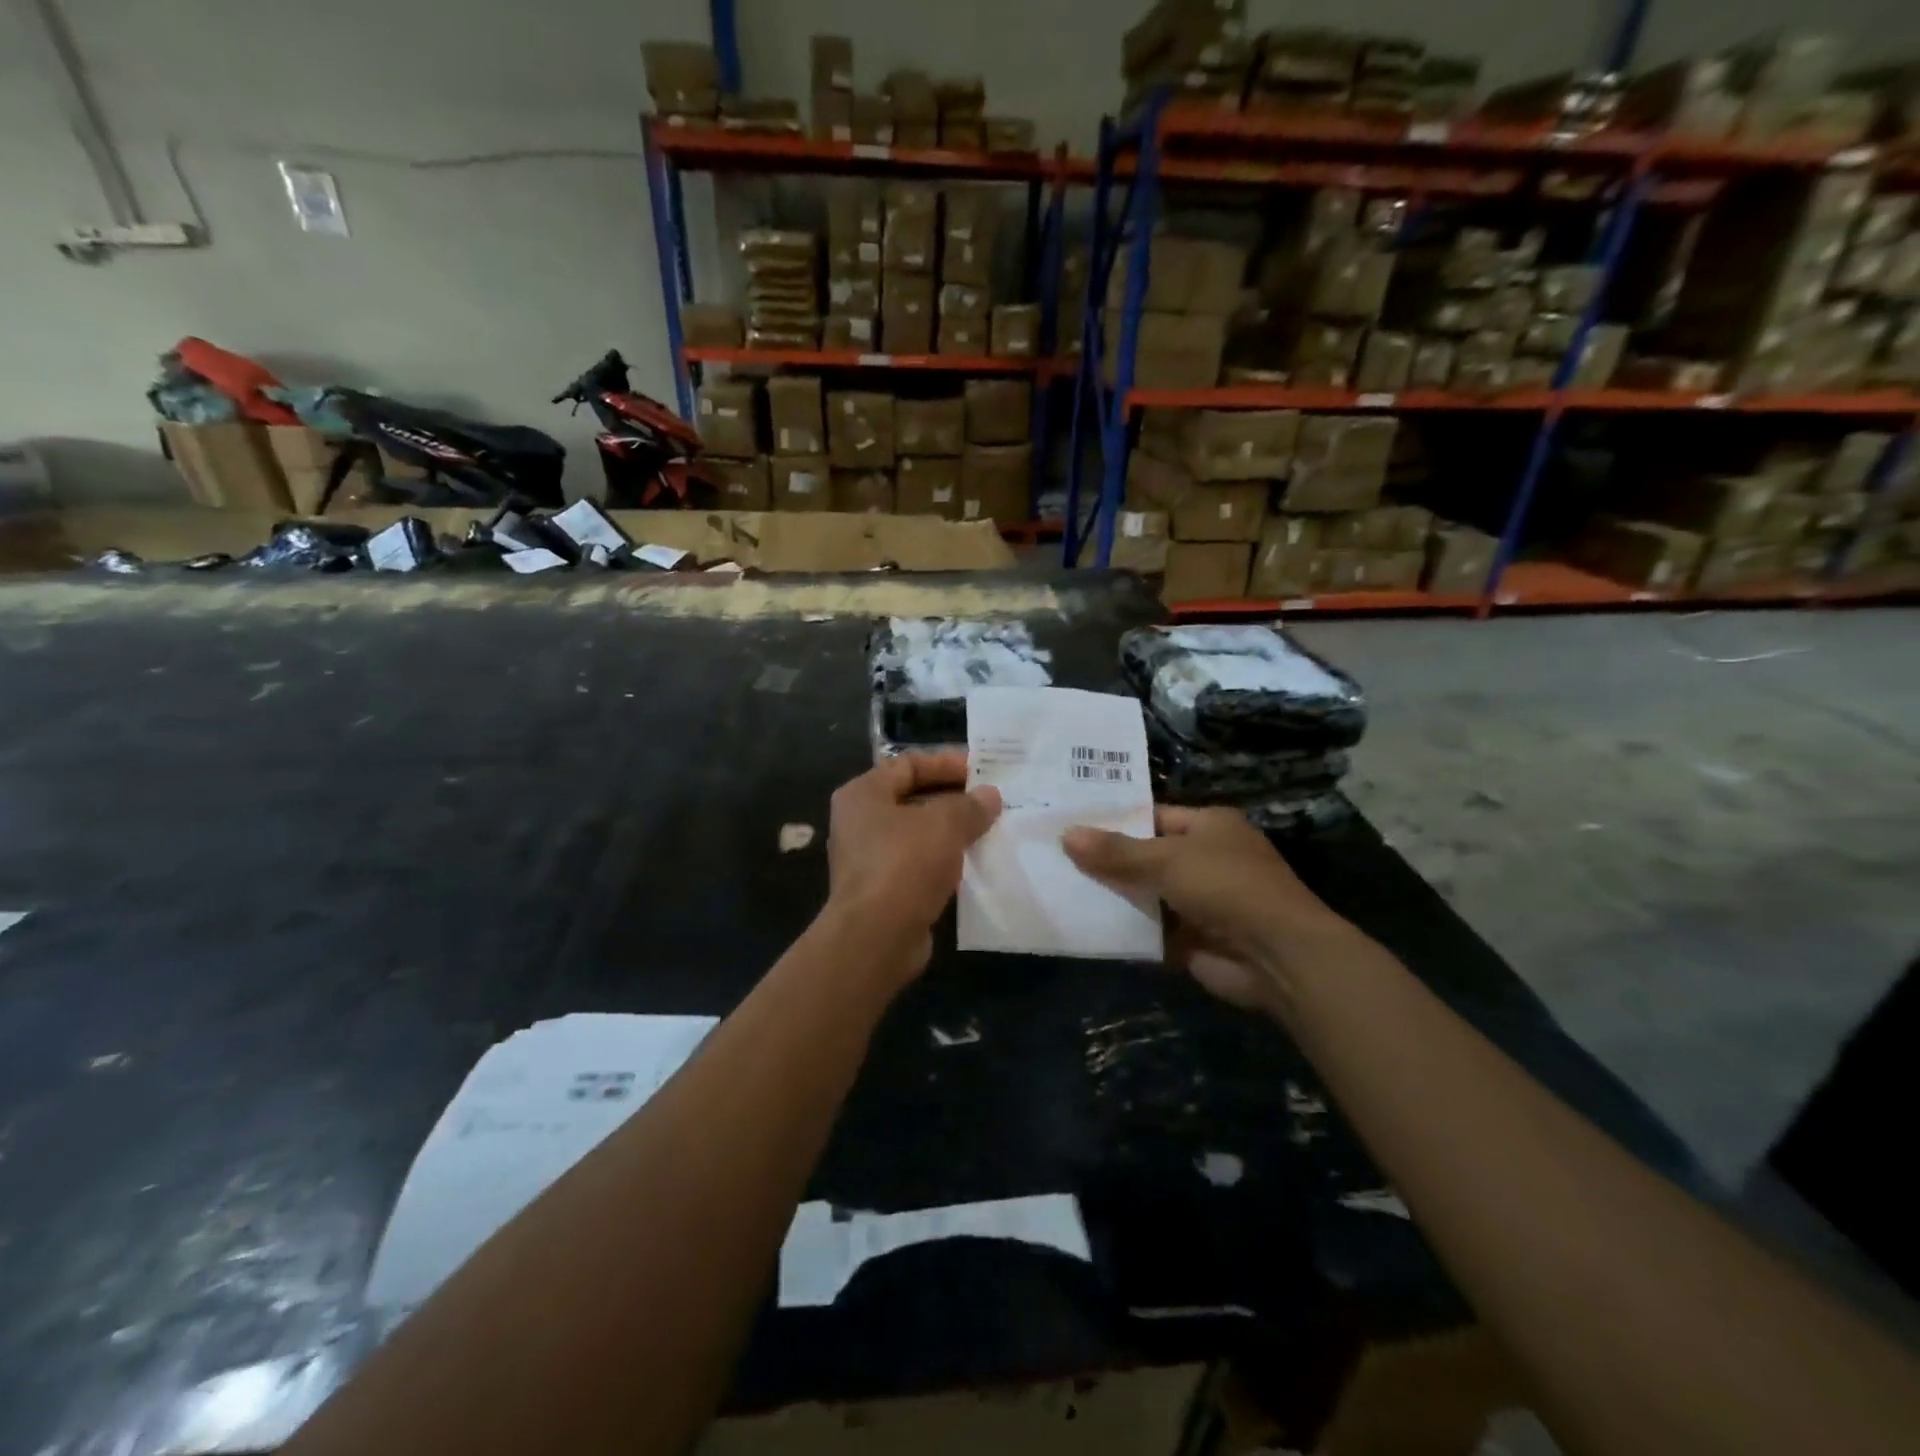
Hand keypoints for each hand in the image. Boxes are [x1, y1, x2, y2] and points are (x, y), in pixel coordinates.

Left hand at [825, 751, 1001, 977]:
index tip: (982, 770)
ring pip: (917, 833)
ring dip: (951, 831)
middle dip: (953, 798)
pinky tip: (974, 863)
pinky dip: (944, 860)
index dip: (945, 762)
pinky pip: (918, 864)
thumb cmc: (905, 864)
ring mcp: (869, 858)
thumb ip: (970, 805)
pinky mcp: (882, 889)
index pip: (908, 764)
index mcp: (863, 794)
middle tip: (991, 800)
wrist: (876, 937)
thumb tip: (990, 796)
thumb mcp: (945, 824)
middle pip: (912, 797)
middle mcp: (859, 821)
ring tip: (990, 829)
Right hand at [1062, 806, 1352, 1012]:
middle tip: (1054, 856)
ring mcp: (1200, 901)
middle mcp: (1206, 859)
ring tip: (1059, 888)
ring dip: (1113, 896)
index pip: (1152, 816)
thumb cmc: (1226, 886)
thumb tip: (1066, 835)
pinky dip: (1125, 930)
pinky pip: (1150, 930)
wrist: (1278, 956)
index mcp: (1209, 826)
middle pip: (1145, 856)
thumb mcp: (1166, 860)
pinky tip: (1084, 925)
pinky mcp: (1193, 939)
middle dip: (1107, 860)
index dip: (1114, 820)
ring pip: (1145, 894)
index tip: (1070, 823)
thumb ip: (1116, 851)